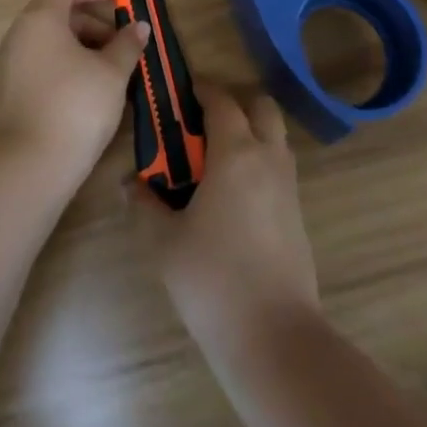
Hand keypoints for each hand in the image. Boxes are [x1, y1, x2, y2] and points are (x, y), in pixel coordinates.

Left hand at [0, 0, 149, 180]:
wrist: (31, 165)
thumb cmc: (76, 104)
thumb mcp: (112, 72)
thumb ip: (127, 43)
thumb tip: (139, 26)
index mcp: (41, 19)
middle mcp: (20, 34)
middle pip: (57, 12)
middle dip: (92, 20)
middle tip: (121, 39)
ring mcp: (11, 64)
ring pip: (50, 40)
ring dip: (82, 44)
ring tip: (112, 66)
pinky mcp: (11, 91)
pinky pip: (42, 61)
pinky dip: (67, 62)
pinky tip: (91, 87)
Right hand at [130, 83, 319, 350]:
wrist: (275, 337)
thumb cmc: (213, 279)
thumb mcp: (165, 242)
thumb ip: (144, 205)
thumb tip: (129, 184)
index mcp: (236, 152)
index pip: (221, 100)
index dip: (201, 89)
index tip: (180, 93)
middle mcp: (268, 157)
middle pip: (260, 106)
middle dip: (234, 103)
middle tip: (202, 123)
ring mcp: (288, 185)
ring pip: (274, 136)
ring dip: (250, 131)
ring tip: (214, 158)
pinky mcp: (297, 213)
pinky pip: (278, 166)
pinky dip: (259, 161)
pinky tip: (232, 194)